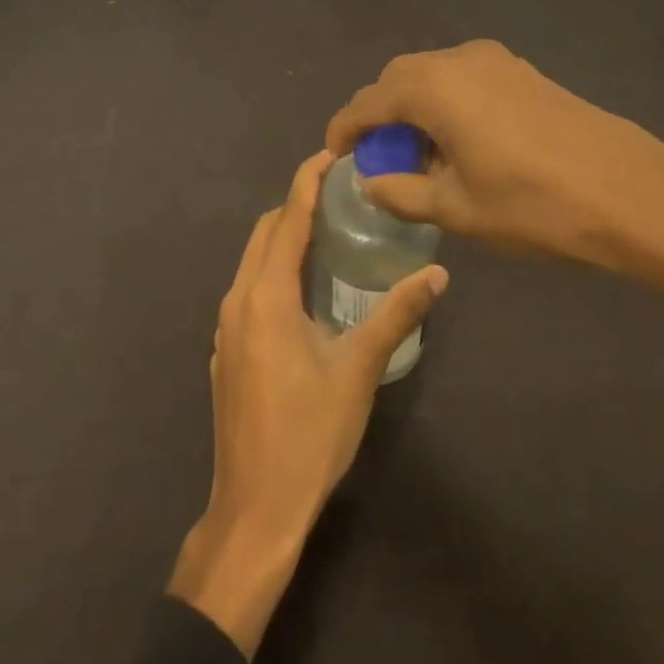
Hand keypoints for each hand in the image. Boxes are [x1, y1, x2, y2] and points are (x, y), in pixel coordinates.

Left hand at [167, 150, 448, 657]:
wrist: (255, 509)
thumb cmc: (309, 434)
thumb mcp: (359, 369)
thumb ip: (396, 314)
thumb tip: (437, 274)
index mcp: (266, 295)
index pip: (286, 219)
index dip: (307, 181)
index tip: (330, 154)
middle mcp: (238, 299)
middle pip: (264, 233)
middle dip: (295, 205)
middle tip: (338, 195)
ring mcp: (226, 327)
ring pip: (253, 261)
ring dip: (284, 238)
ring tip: (328, 233)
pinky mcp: (226, 350)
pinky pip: (249, 289)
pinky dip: (274, 270)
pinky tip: (304, 290)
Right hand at [326, 41, 663, 302]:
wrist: (630, 191)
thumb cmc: (533, 204)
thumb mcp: (458, 209)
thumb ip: (403, 193)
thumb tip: (372, 183)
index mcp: (432, 88)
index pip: (368, 102)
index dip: (345, 128)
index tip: (334, 155)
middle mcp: (457, 60)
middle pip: (398, 80)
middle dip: (380, 115)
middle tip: (378, 157)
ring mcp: (494, 60)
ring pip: (432, 75)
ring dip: (414, 107)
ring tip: (422, 155)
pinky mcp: (521, 70)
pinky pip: (463, 77)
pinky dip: (446, 102)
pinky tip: (462, 142)